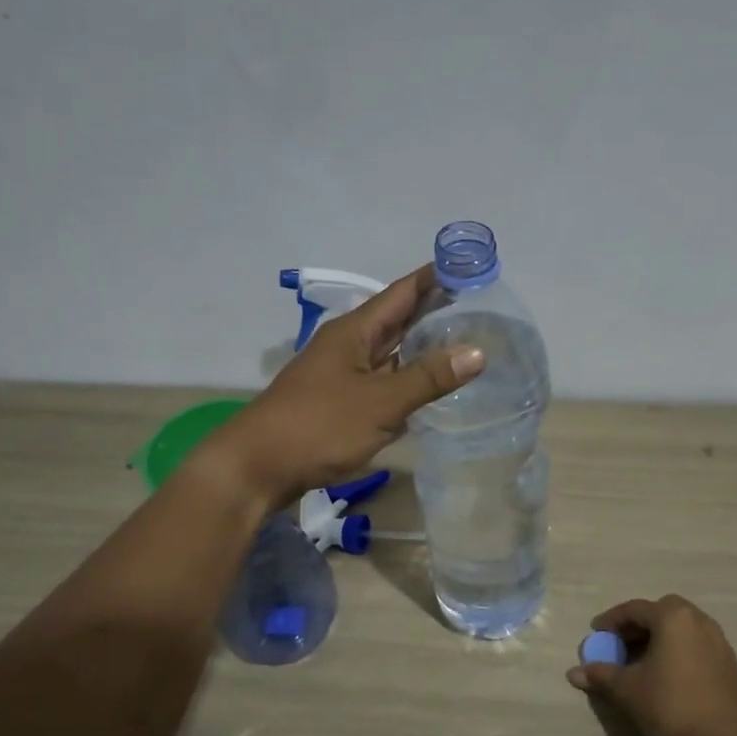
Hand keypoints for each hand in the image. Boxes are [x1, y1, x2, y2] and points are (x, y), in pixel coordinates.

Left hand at [211, 263, 484, 507]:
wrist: (257, 467)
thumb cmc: (319, 426)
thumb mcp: (380, 402)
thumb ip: (428, 378)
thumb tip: (478, 352)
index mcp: (354, 332)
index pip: (401, 293)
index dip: (434, 279)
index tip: (469, 268)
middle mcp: (347, 346)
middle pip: (396, 321)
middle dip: (433, 313)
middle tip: (478, 309)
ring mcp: (340, 376)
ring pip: (388, 354)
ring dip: (420, 349)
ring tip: (462, 345)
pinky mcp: (337, 404)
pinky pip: (380, 383)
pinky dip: (404, 382)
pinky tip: (426, 391)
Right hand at [566, 595, 736, 735]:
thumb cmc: (669, 707)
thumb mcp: (627, 690)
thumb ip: (600, 674)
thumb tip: (572, 673)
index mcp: (673, 618)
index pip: (635, 609)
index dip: (611, 621)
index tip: (596, 634)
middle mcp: (699, 621)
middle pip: (662, 612)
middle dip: (639, 625)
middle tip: (621, 644)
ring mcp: (720, 642)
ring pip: (683, 628)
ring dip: (660, 637)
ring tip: (643, 661)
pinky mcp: (730, 665)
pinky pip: (698, 646)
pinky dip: (680, 651)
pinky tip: (669, 676)